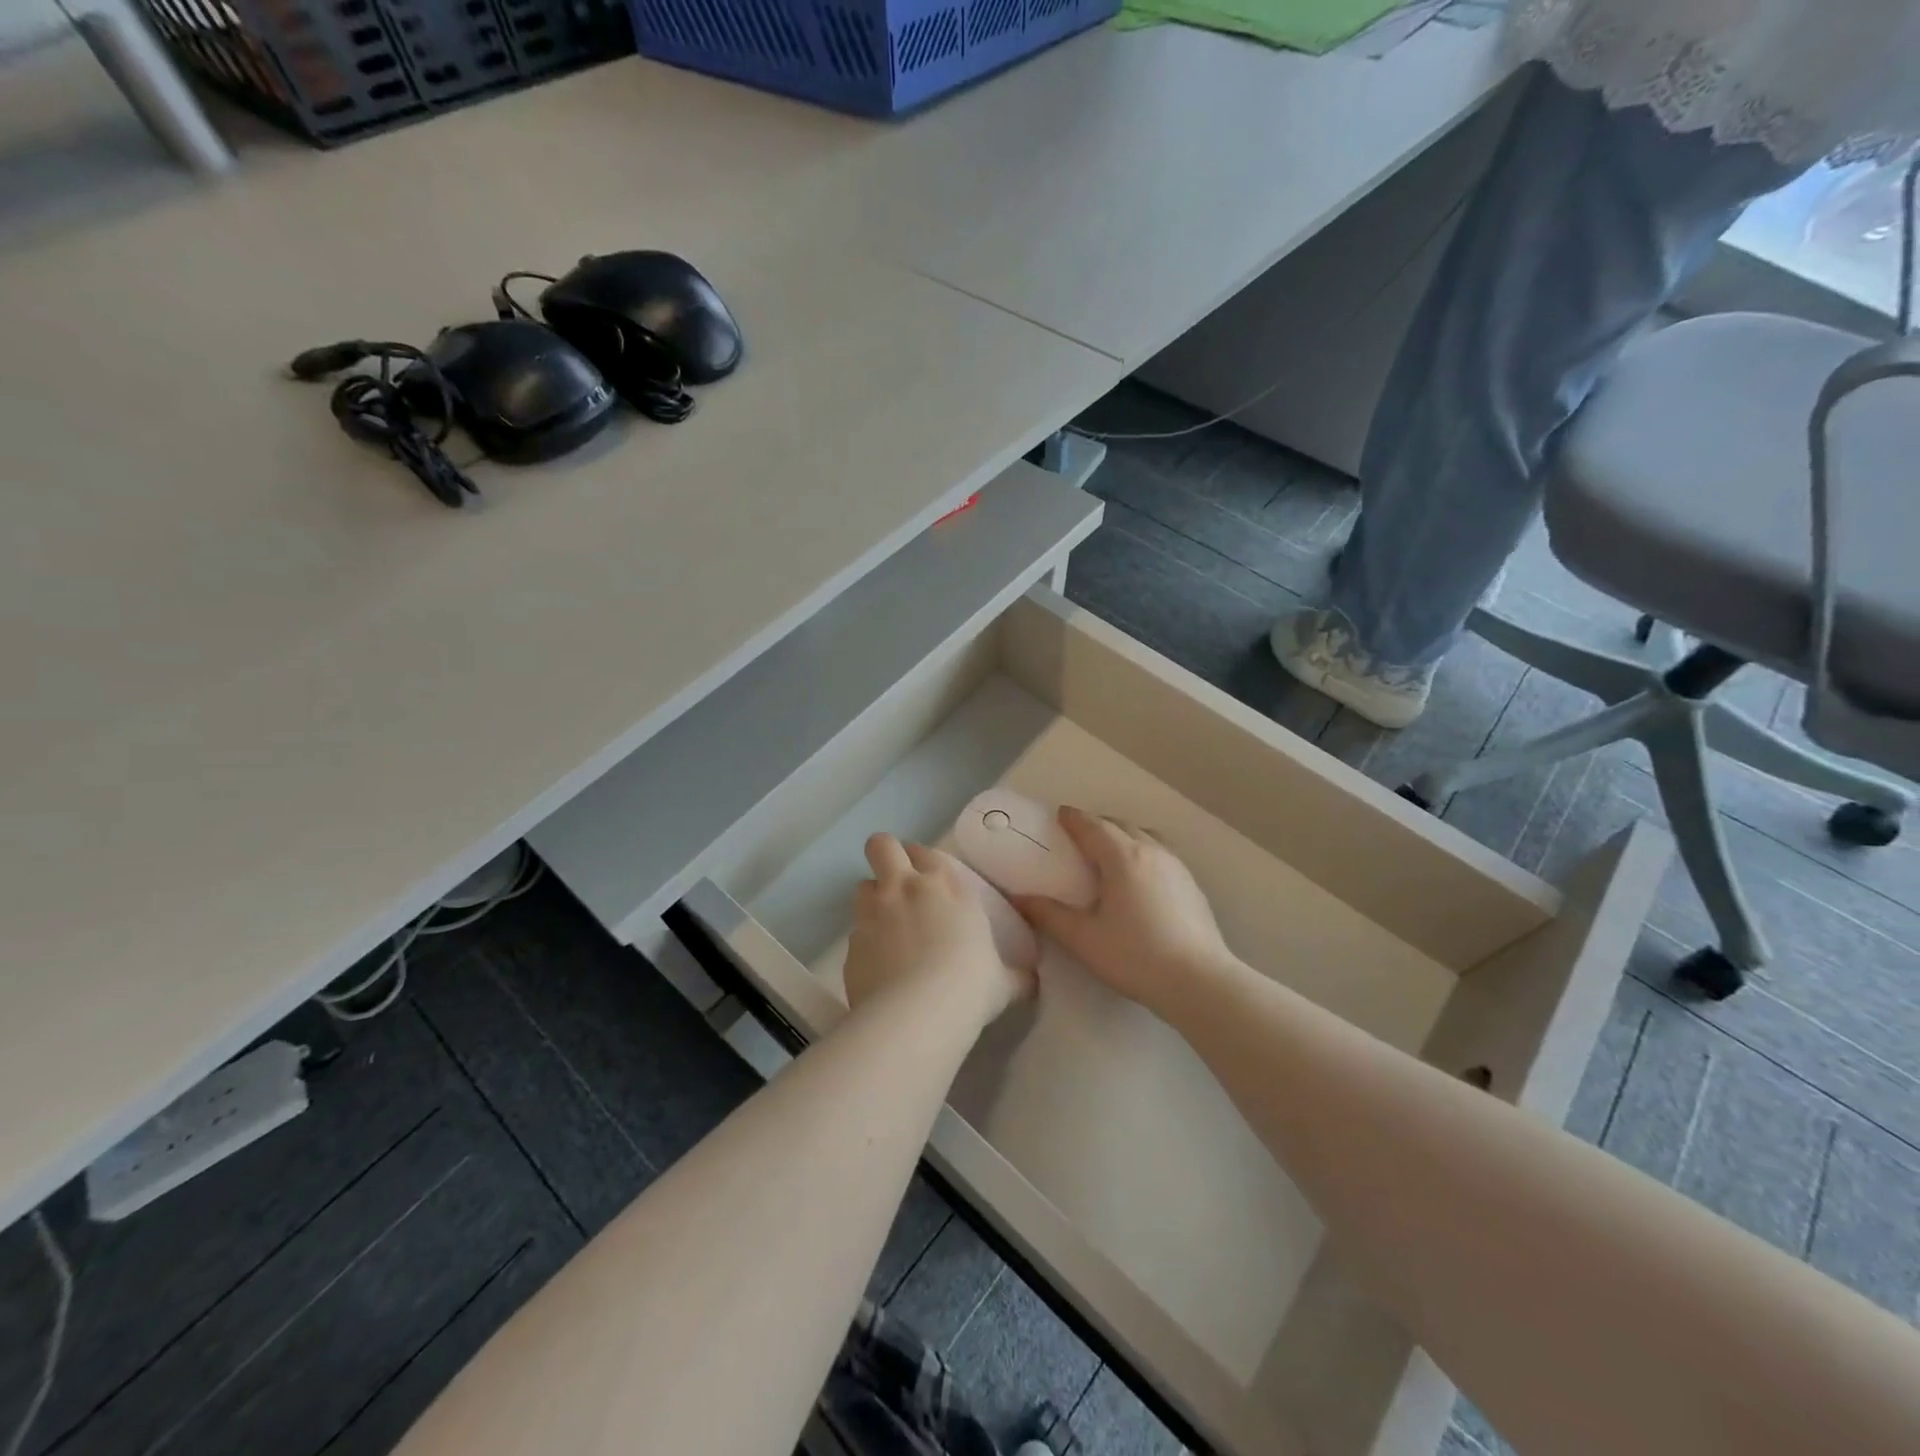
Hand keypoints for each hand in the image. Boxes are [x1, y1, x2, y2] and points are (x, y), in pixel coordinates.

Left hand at [843, 834, 1033, 1021]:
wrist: (917, 1014)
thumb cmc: (970, 987)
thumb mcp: (1002, 983)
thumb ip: (1015, 976)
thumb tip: (1030, 981)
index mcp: (946, 887)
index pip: (927, 852)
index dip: (922, 860)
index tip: (927, 877)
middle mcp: (905, 889)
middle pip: (882, 846)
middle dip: (885, 855)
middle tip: (895, 881)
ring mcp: (873, 913)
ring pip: (861, 885)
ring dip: (872, 899)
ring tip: (885, 926)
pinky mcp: (851, 943)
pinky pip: (855, 932)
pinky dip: (865, 944)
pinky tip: (878, 968)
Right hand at [1012, 807, 1234, 1012]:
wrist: (1199, 981)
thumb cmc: (1136, 956)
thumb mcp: (1084, 939)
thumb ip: (1050, 915)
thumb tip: (1020, 898)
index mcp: (1123, 858)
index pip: (1093, 826)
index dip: (1074, 818)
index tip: (1060, 815)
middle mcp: (1152, 852)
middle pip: (1121, 825)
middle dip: (1098, 824)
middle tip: (1079, 836)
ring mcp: (1177, 867)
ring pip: (1146, 837)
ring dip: (1124, 836)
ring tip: (1111, 852)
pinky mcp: (1192, 885)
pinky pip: (1162, 854)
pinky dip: (1143, 852)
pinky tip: (1140, 879)